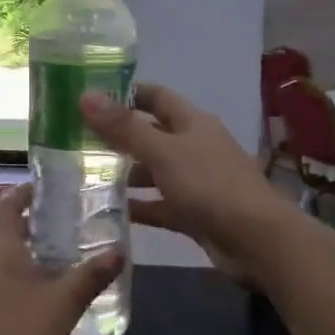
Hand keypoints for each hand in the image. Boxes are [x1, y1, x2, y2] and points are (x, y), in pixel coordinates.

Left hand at [0, 183, 120, 334]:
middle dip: (29, 232)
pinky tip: (24, 308)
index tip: (44, 189)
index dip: (25, 194)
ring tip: (49, 271)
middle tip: (60, 234)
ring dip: (18, 261)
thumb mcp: (61, 307)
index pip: (9, 205)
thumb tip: (118, 251)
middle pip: (2, 234)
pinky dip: (6, 285)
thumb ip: (89, 277)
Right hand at [80, 83, 296, 277]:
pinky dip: (138, 206)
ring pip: (154, 171)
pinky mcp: (194, 213)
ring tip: (86, 177)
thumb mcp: (162, 152)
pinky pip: (159, 204)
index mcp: (192, 122)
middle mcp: (194, 146)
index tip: (90, 98)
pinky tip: (110, 210)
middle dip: (119, 137)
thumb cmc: (209, 184)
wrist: (257, 240)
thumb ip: (124, 127)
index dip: (126, 94)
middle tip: (78, 141)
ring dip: (126, 174)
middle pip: (152, 134)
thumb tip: (85, 95)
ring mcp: (195, 181)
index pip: (155, 97)